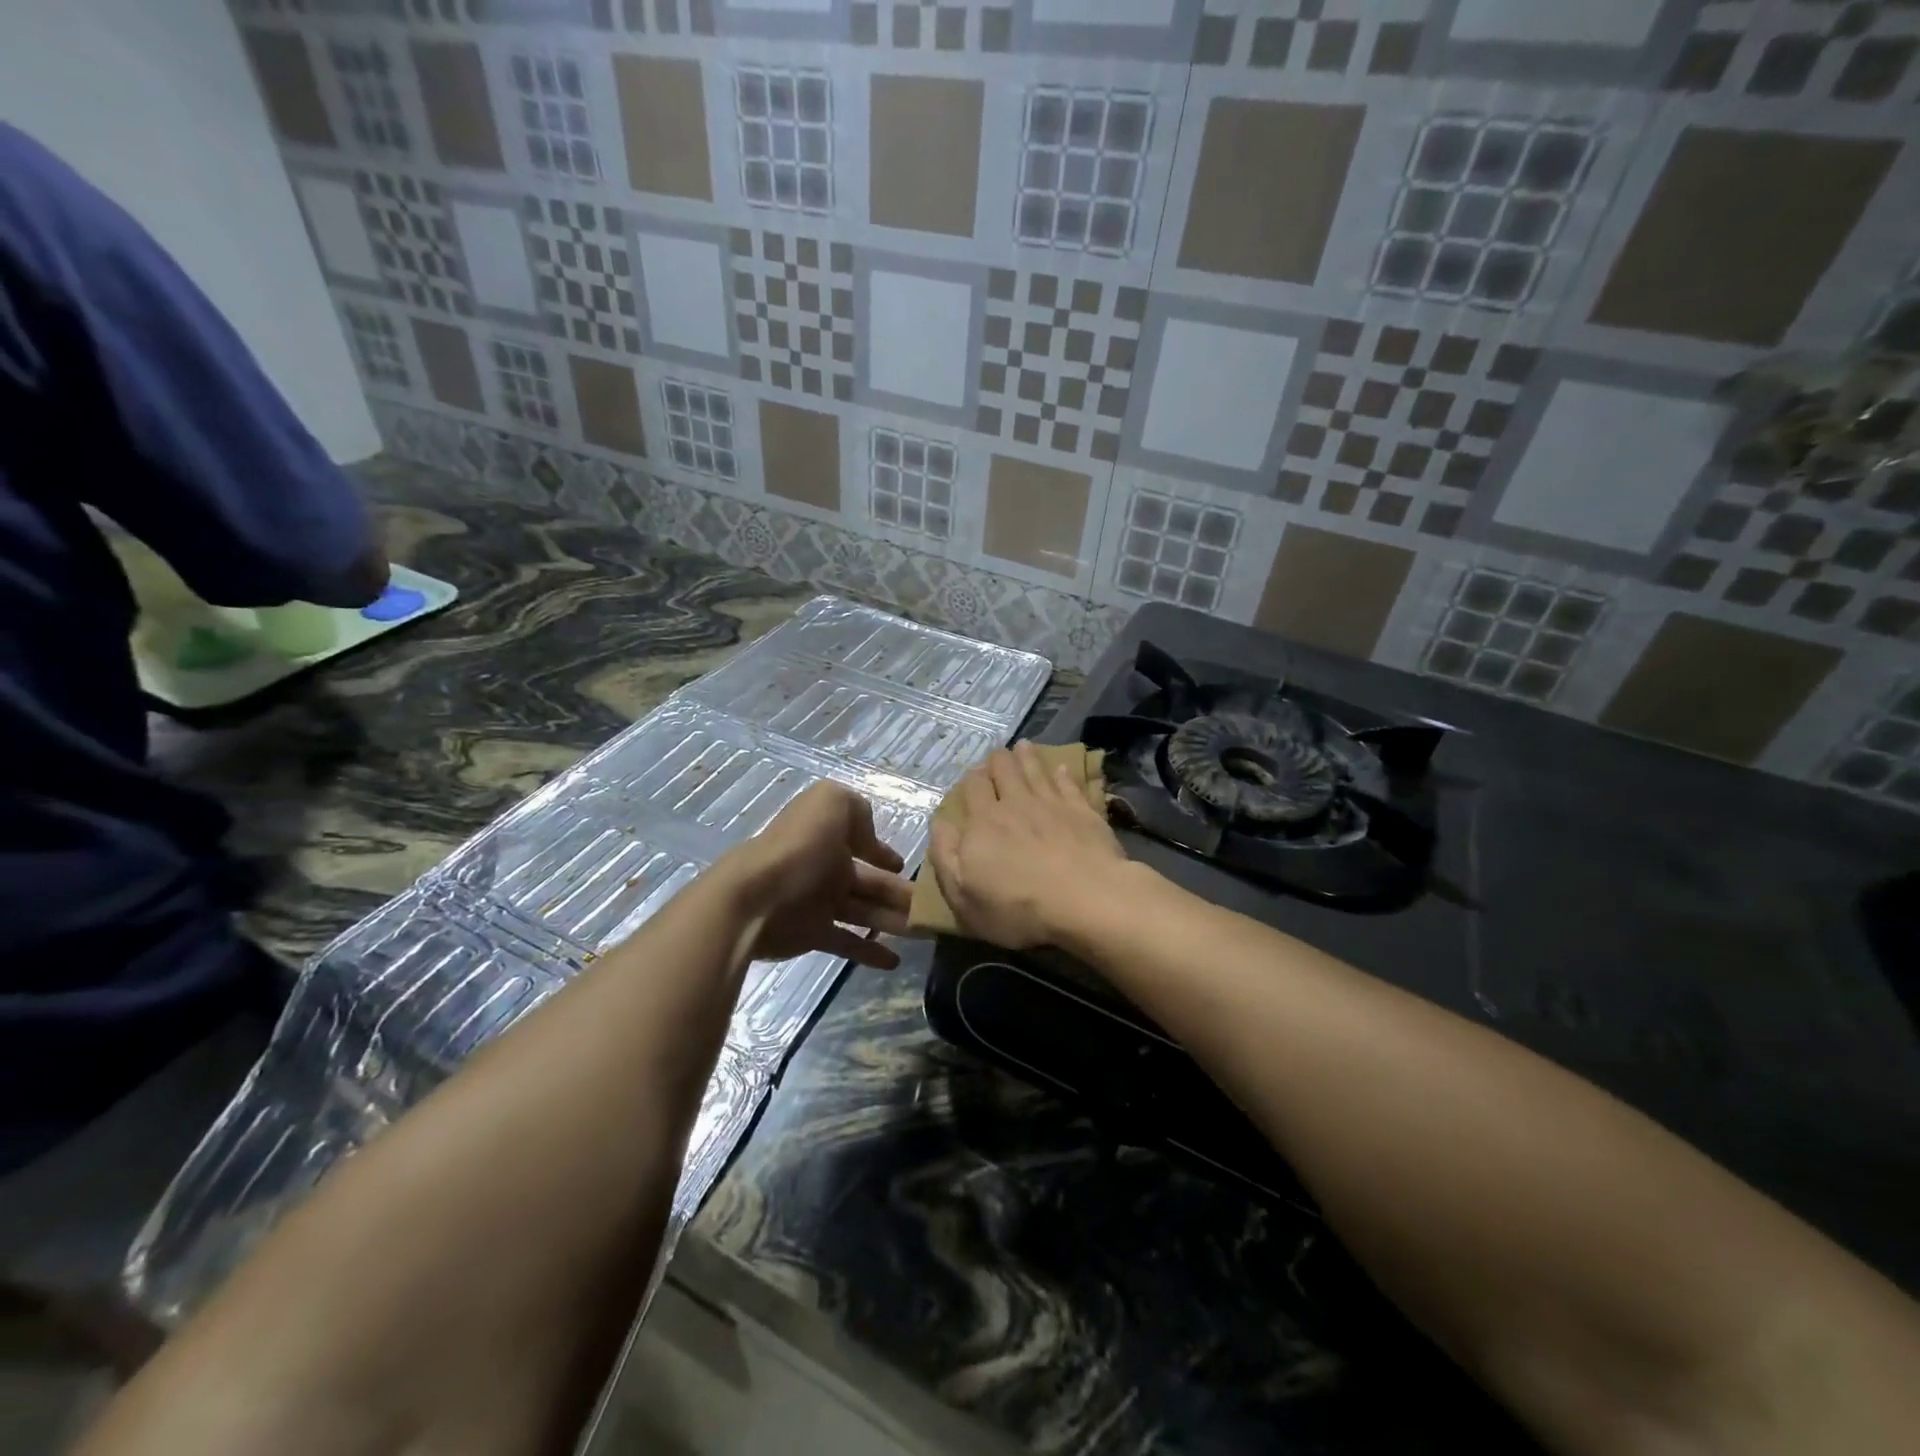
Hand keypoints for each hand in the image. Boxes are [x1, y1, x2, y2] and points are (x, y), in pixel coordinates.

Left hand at [719, 781, 912, 968]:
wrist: (753, 898)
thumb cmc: (797, 848)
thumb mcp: (830, 803)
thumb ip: (857, 810)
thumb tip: (870, 841)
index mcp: (829, 836)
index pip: (864, 844)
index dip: (885, 854)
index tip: (908, 868)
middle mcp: (827, 868)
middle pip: (872, 882)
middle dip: (901, 893)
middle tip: (934, 908)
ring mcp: (820, 903)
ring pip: (866, 912)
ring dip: (895, 921)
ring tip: (924, 933)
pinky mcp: (814, 934)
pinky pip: (849, 942)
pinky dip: (871, 951)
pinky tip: (895, 960)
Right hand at [927, 742, 1130, 949]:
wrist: (1085, 900)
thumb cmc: (1018, 907)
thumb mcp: (963, 895)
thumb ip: (945, 856)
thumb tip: (939, 823)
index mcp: (983, 822)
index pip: (973, 787)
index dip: (971, 778)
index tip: (973, 776)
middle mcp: (1015, 804)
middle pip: (1004, 769)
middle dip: (998, 760)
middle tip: (997, 757)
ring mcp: (1052, 804)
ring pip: (1035, 769)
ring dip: (1027, 756)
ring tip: (1024, 746)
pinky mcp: (1082, 811)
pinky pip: (1069, 783)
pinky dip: (1062, 774)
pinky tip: (1061, 769)